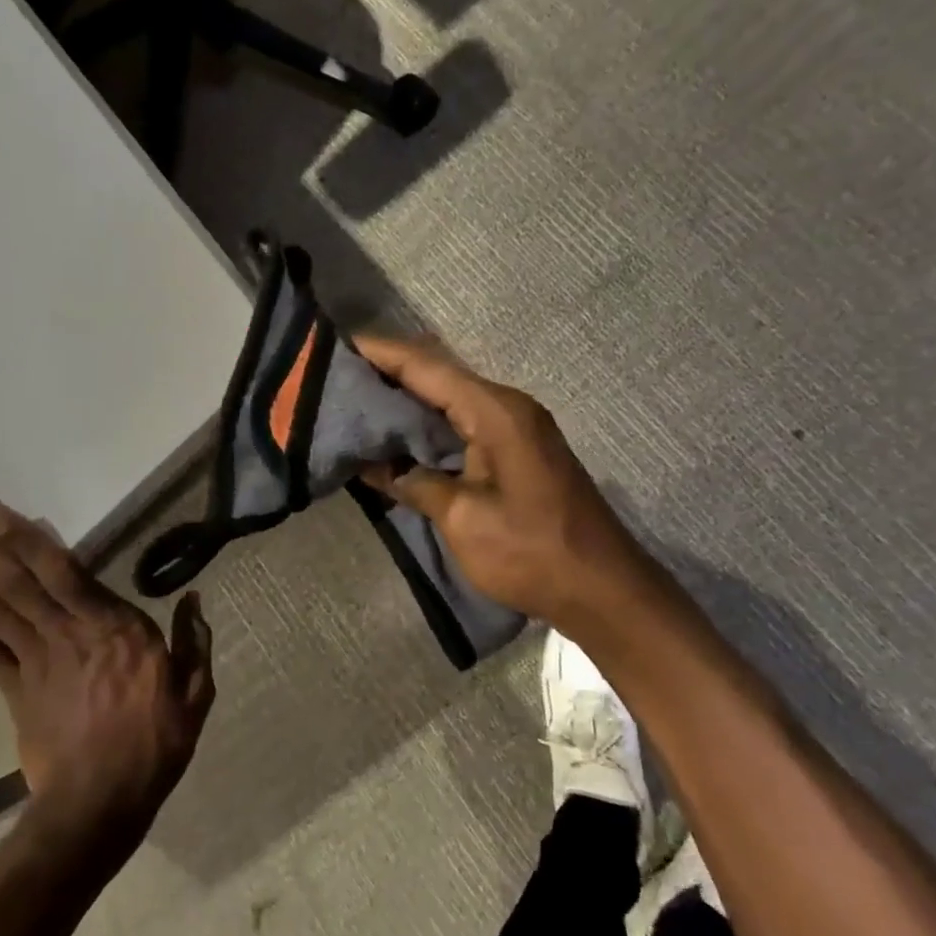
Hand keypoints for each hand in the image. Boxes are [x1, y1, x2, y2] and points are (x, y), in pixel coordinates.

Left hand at [0, 480, 214, 845]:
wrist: (100, 808)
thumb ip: (193, 640)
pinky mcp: (13, 688)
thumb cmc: (155, 744)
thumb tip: (195, 597)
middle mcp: (65, 633)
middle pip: (11, 576)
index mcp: (112, 629)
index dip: (23, 536)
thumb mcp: (195, 692)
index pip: (61, 572)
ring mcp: (33, 660)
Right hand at [354, 336, 669, 634]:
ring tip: (353, 403)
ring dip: (404, 401)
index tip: (332, 346)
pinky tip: (395, 438)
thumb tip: (375, 466)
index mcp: (494, 411)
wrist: (603, 589)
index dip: (378, 353)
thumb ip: (415, 482)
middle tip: (333, 378)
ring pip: (447, 400)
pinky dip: (426, 426)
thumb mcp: (463, 519)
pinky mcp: (515, 452)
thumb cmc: (532, 552)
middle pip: (436, 376)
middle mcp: (505, 407)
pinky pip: (461, 424)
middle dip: (386, 374)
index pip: (425, 366)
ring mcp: (514, 428)